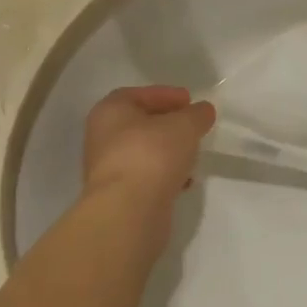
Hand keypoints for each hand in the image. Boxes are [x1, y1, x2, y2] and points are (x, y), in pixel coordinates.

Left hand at [81, 85, 215, 205]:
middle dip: (168, 124)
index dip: (166, 95)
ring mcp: (108, 169)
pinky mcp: (119, 195)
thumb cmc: (152, 155)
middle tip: (193, 126)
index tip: (190, 101)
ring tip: (193, 154)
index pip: (138, 94)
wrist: (128, 211)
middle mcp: (102, 137)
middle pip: (140, 124)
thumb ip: (197, 114)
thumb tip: (203, 111)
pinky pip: (146, 177)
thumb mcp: (184, 125)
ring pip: (144, 152)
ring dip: (168, 152)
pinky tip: (184, 181)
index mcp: (110, 111)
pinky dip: (165, 175)